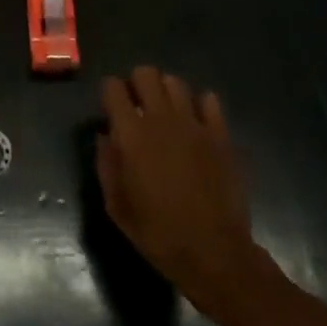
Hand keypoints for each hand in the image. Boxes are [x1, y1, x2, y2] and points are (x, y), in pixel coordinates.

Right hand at [99, 66, 270, 312]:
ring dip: (166, 92)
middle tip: (138, 108)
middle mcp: (161, 119)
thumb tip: (106, 136)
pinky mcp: (220, 135)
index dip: (109, 94)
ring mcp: (194, 124)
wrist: (213, 253)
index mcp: (130, 134)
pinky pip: (209, 99)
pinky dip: (199, 105)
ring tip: (166, 114)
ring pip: (176, 82)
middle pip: (145, 73)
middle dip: (137, 84)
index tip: (111, 110)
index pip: (112, 86)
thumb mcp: (116, 205)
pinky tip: (195, 124)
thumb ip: (106, 164)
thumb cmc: (157, 233)